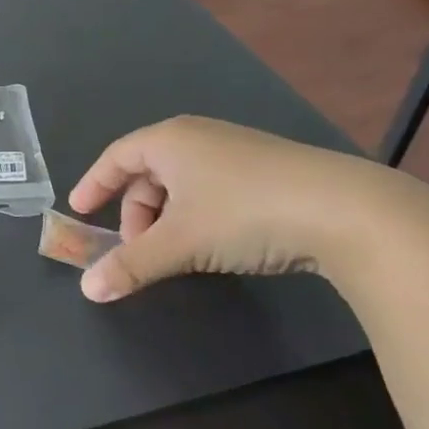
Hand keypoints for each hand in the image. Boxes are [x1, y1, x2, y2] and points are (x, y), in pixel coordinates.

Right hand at [67, 116, 404, 302]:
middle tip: (136, 250)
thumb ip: (130, 265)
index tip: (79, 211)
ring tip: (178, 254)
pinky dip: (198, 217)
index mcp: (169, 140)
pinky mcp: (269, 172)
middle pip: (148, 174)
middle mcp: (199, 137)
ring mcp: (237, 152)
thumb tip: (88, 291)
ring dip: (167, 220)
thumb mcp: (179, 243)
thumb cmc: (245, 213)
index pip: (115, 157)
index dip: (93, 184)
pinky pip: (212, 191)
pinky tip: (215, 246)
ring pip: (182, 185)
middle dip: (135, 214)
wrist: (349, 212)